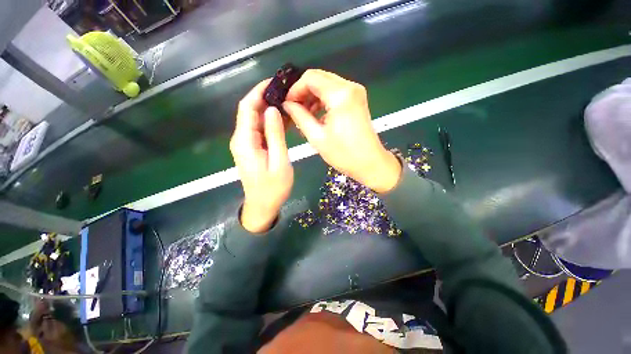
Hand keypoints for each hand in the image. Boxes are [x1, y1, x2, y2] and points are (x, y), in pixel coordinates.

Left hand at [231, 79, 293, 232]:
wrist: (263, 206)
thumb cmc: (273, 188)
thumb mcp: (279, 162)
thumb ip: (275, 135)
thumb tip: (272, 110)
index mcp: (245, 140)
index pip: (247, 107)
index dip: (259, 91)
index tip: (275, 82)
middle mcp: (241, 138)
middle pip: (251, 111)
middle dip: (266, 98)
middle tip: (287, 91)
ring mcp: (246, 143)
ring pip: (256, 119)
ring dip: (270, 109)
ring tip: (289, 102)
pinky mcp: (252, 148)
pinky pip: (260, 130)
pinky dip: (271, 122)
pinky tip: (285, 119)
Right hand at [283, 69, 400, 192]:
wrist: (370, 163)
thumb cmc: (344, 154)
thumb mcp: (317, 137)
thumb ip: (300, 116)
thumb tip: (287, 105)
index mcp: (340, 94)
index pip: (310, 78)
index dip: (295, 89)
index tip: (287, 104)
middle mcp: (350, 87)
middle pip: (319, 78)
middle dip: (303, 92)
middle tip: (293, 109)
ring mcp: (356, 93)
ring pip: (327, 85)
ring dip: (313, 97)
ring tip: (304, 115)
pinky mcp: (357, 100)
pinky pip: (335, 93)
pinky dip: (323, 101)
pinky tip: (317, 116)